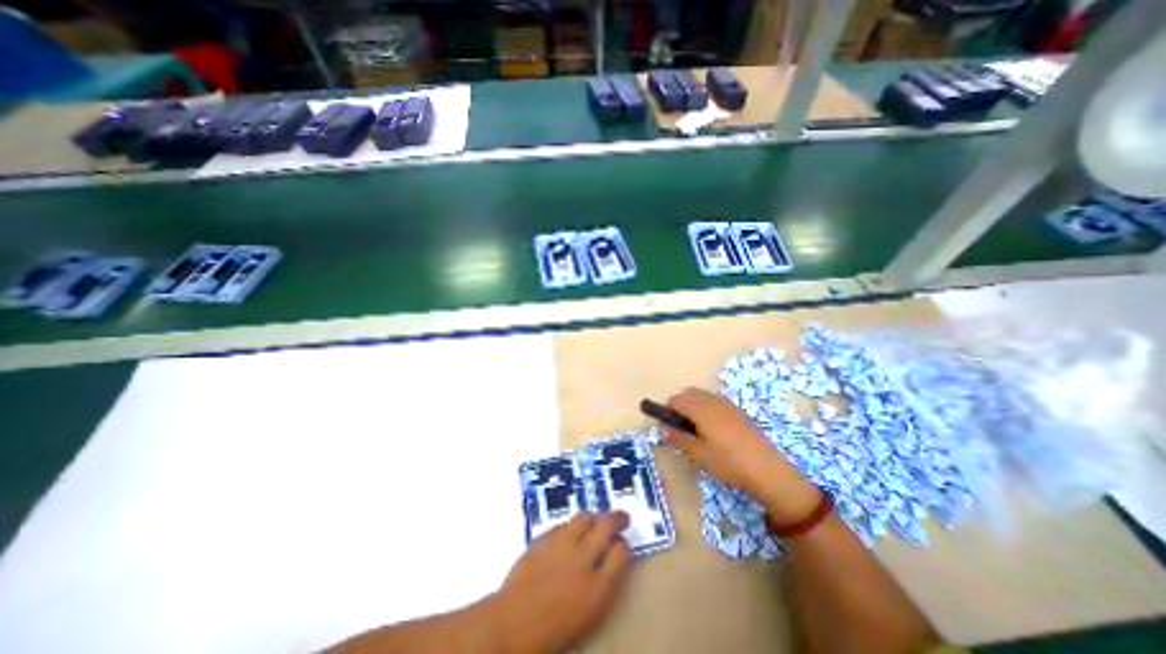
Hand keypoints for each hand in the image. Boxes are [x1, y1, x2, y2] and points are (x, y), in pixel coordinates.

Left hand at [489, 510, 632, 653]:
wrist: (512, 624)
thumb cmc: (554, 630)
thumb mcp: (590, 615)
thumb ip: (604, 584)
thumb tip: (611, 562)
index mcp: (598, 587)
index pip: (622, 552)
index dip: (624, 545)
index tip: (622, 544)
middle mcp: (583, 558)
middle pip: (607, 525)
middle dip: (618, 518)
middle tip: (621, 518)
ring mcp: (562, 544)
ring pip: (585, 517)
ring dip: (593, 517)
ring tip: (594, 521)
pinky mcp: (544, 537)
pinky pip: (563, 523)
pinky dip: (571, 526)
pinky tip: (569, 534)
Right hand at [665, 388, 817, 521]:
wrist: (767, 468)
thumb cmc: (728, 462)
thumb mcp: (699, 453)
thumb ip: (679, 437)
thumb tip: (664, 428)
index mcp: (700, 409)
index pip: (676, 400)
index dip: (668, 411)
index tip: (669, 427)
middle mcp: (712, 400)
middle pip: (688, 394)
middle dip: (680, 406)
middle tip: (682, 429)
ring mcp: (726, 403)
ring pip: (702, 396)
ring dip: (693, 406)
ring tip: (698, 431)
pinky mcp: (737, 410)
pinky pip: (714, 401)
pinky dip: (706, 408)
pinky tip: (714, 430)